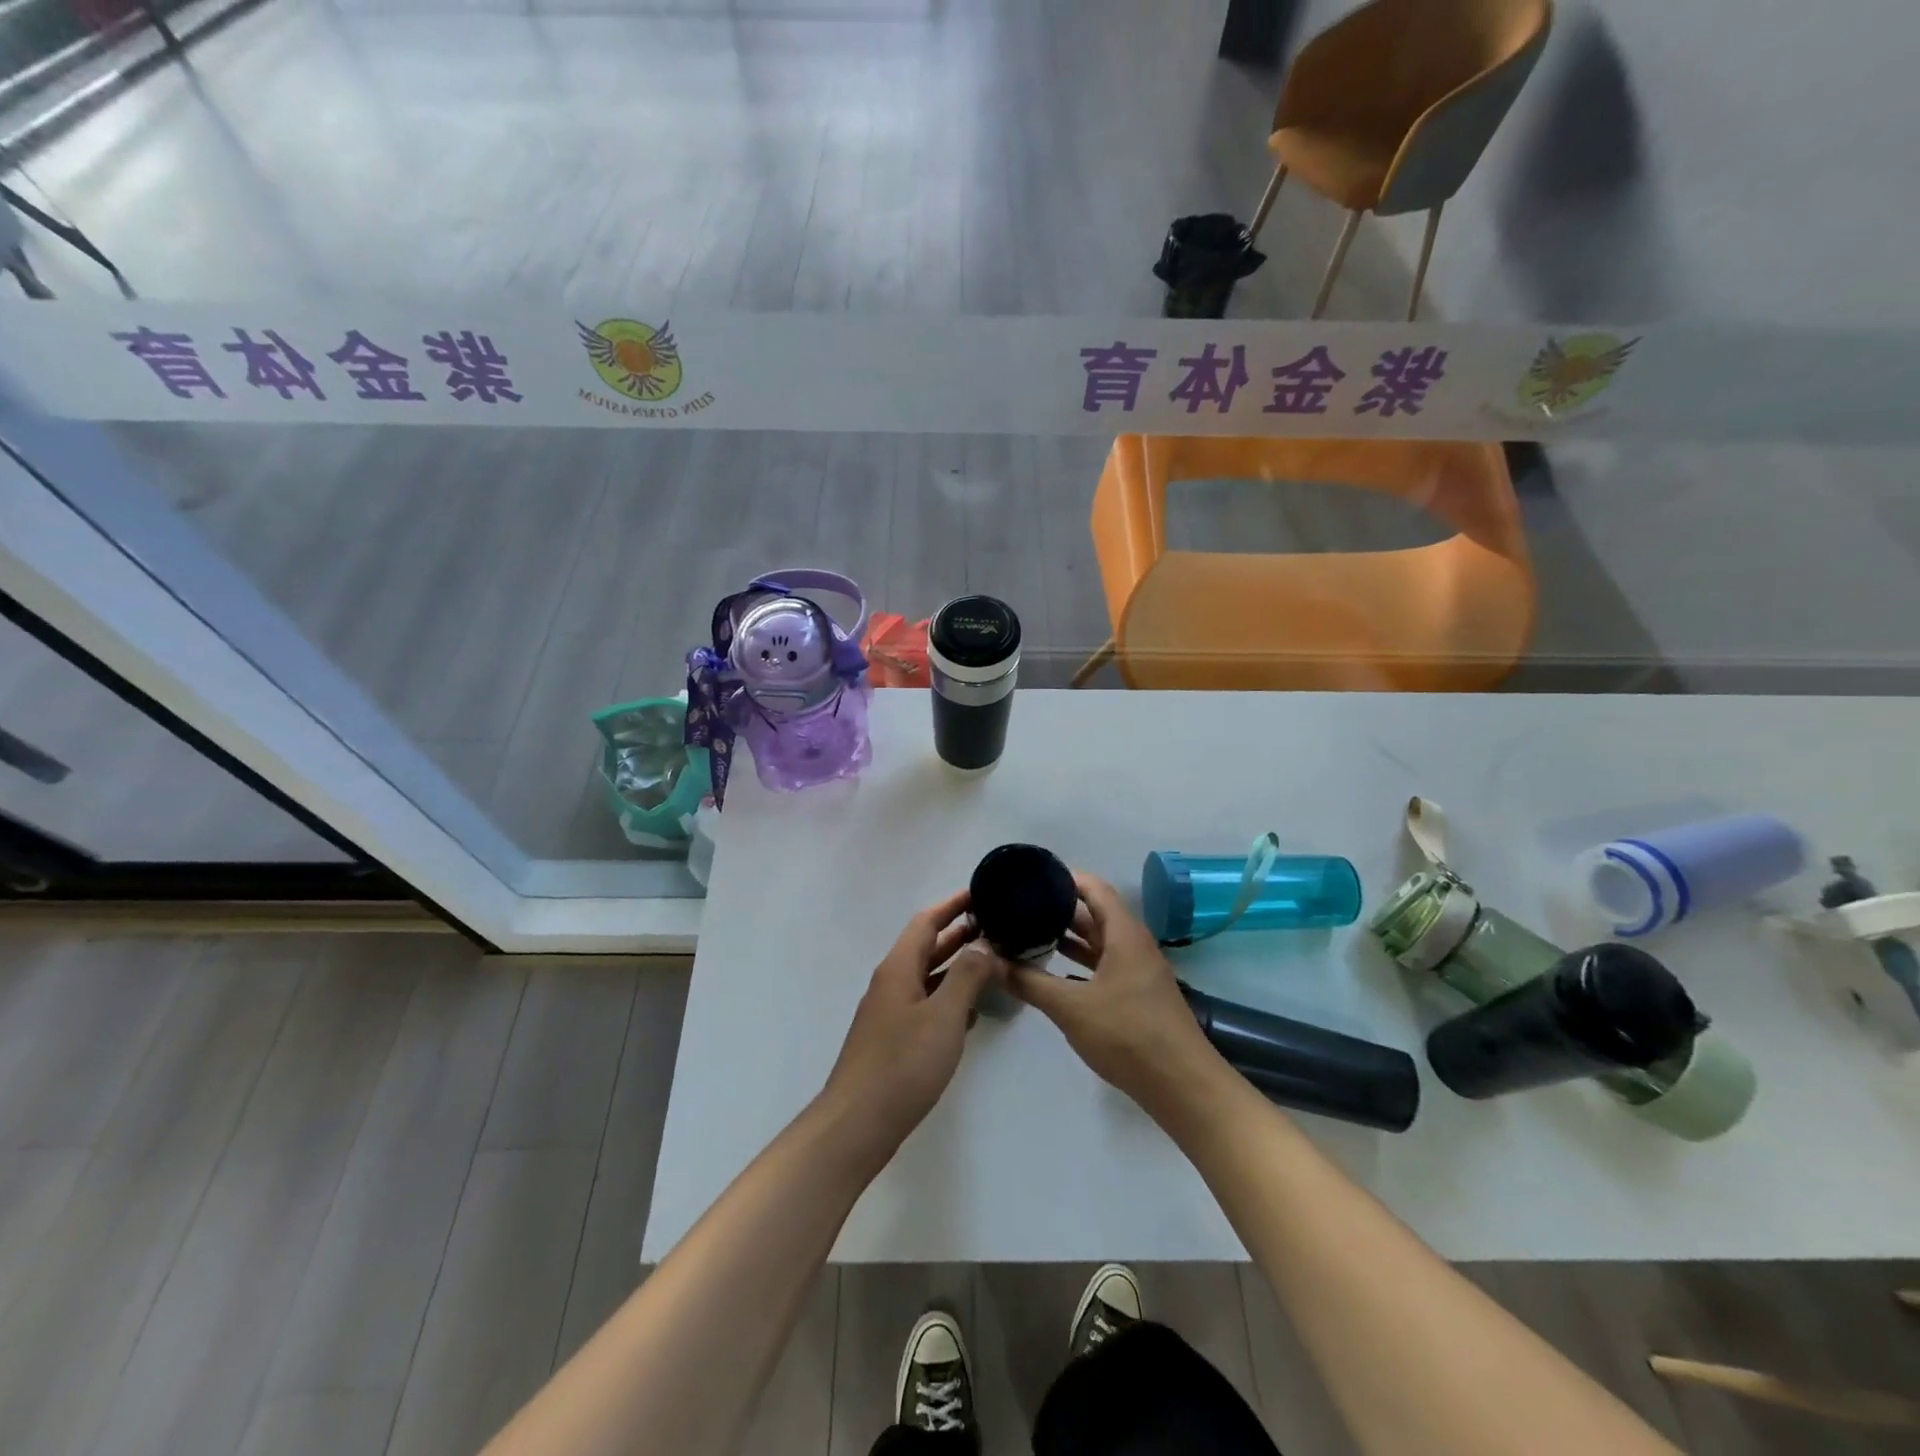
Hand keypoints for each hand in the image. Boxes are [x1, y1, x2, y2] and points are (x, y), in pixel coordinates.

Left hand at [818, 890, 1008, 1161]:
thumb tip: (985, 946)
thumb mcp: (943, 1016)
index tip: (982, 892)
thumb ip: (967, 977)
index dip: (952, 904)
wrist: (857, 1124)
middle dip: (960, 933)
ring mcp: (891, 1012)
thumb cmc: (902, 1064)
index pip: (926, 921)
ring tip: (994, 962)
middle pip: (927, 946)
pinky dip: (950, 997)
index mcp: (898, 968)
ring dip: (958, 966)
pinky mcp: (894, 1039)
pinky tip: (973, 1009)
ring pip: (928, 976)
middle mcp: (892, 982)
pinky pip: (926, 1003)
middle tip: (998, 926)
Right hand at [1008, 872, 1222, 1118]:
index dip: (1065, 878)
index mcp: (1124, 934)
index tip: (1031, 877)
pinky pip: (1104, 964)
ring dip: (1069, 936)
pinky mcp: (1137, 995)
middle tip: (1021, 906)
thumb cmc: (1128, 1035)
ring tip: (1029, 932)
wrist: (1182, 1086)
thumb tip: (993, 963)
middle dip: (1059, 908)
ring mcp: (1138, 970)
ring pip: (1099, 941)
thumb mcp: (1071, 1008)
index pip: (1094, 888)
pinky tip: (1053, 971)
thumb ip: (1031, 983)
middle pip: (1095, 913)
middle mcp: (1133, 944)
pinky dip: (1080, 962)